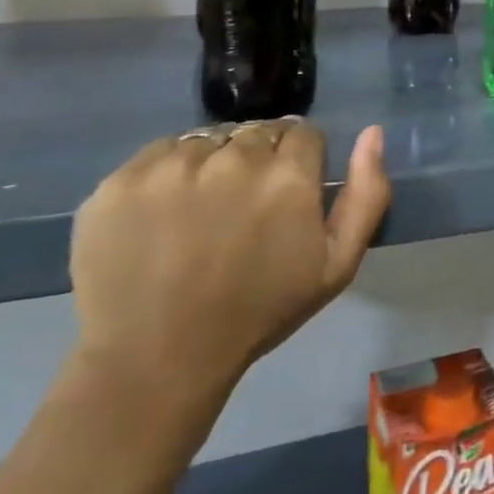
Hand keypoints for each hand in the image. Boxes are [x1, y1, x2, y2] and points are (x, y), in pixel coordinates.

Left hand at [69, 120, 391, 418]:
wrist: (155, 361)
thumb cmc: (258, 314)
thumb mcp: (337, 265)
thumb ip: (367, 193)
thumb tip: (372, 132)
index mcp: (287, 175)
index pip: (304, 132)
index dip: (301, 161)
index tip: (287, 195)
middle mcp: (233, 157)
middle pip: (257, 131)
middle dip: (260, 158)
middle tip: (245, 207)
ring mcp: (172, 166)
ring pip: (209, 139)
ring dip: (213, 162)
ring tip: (202, 211)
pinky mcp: (122, 180)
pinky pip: (159, 153)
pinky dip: (167, 173)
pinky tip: (164, 214)